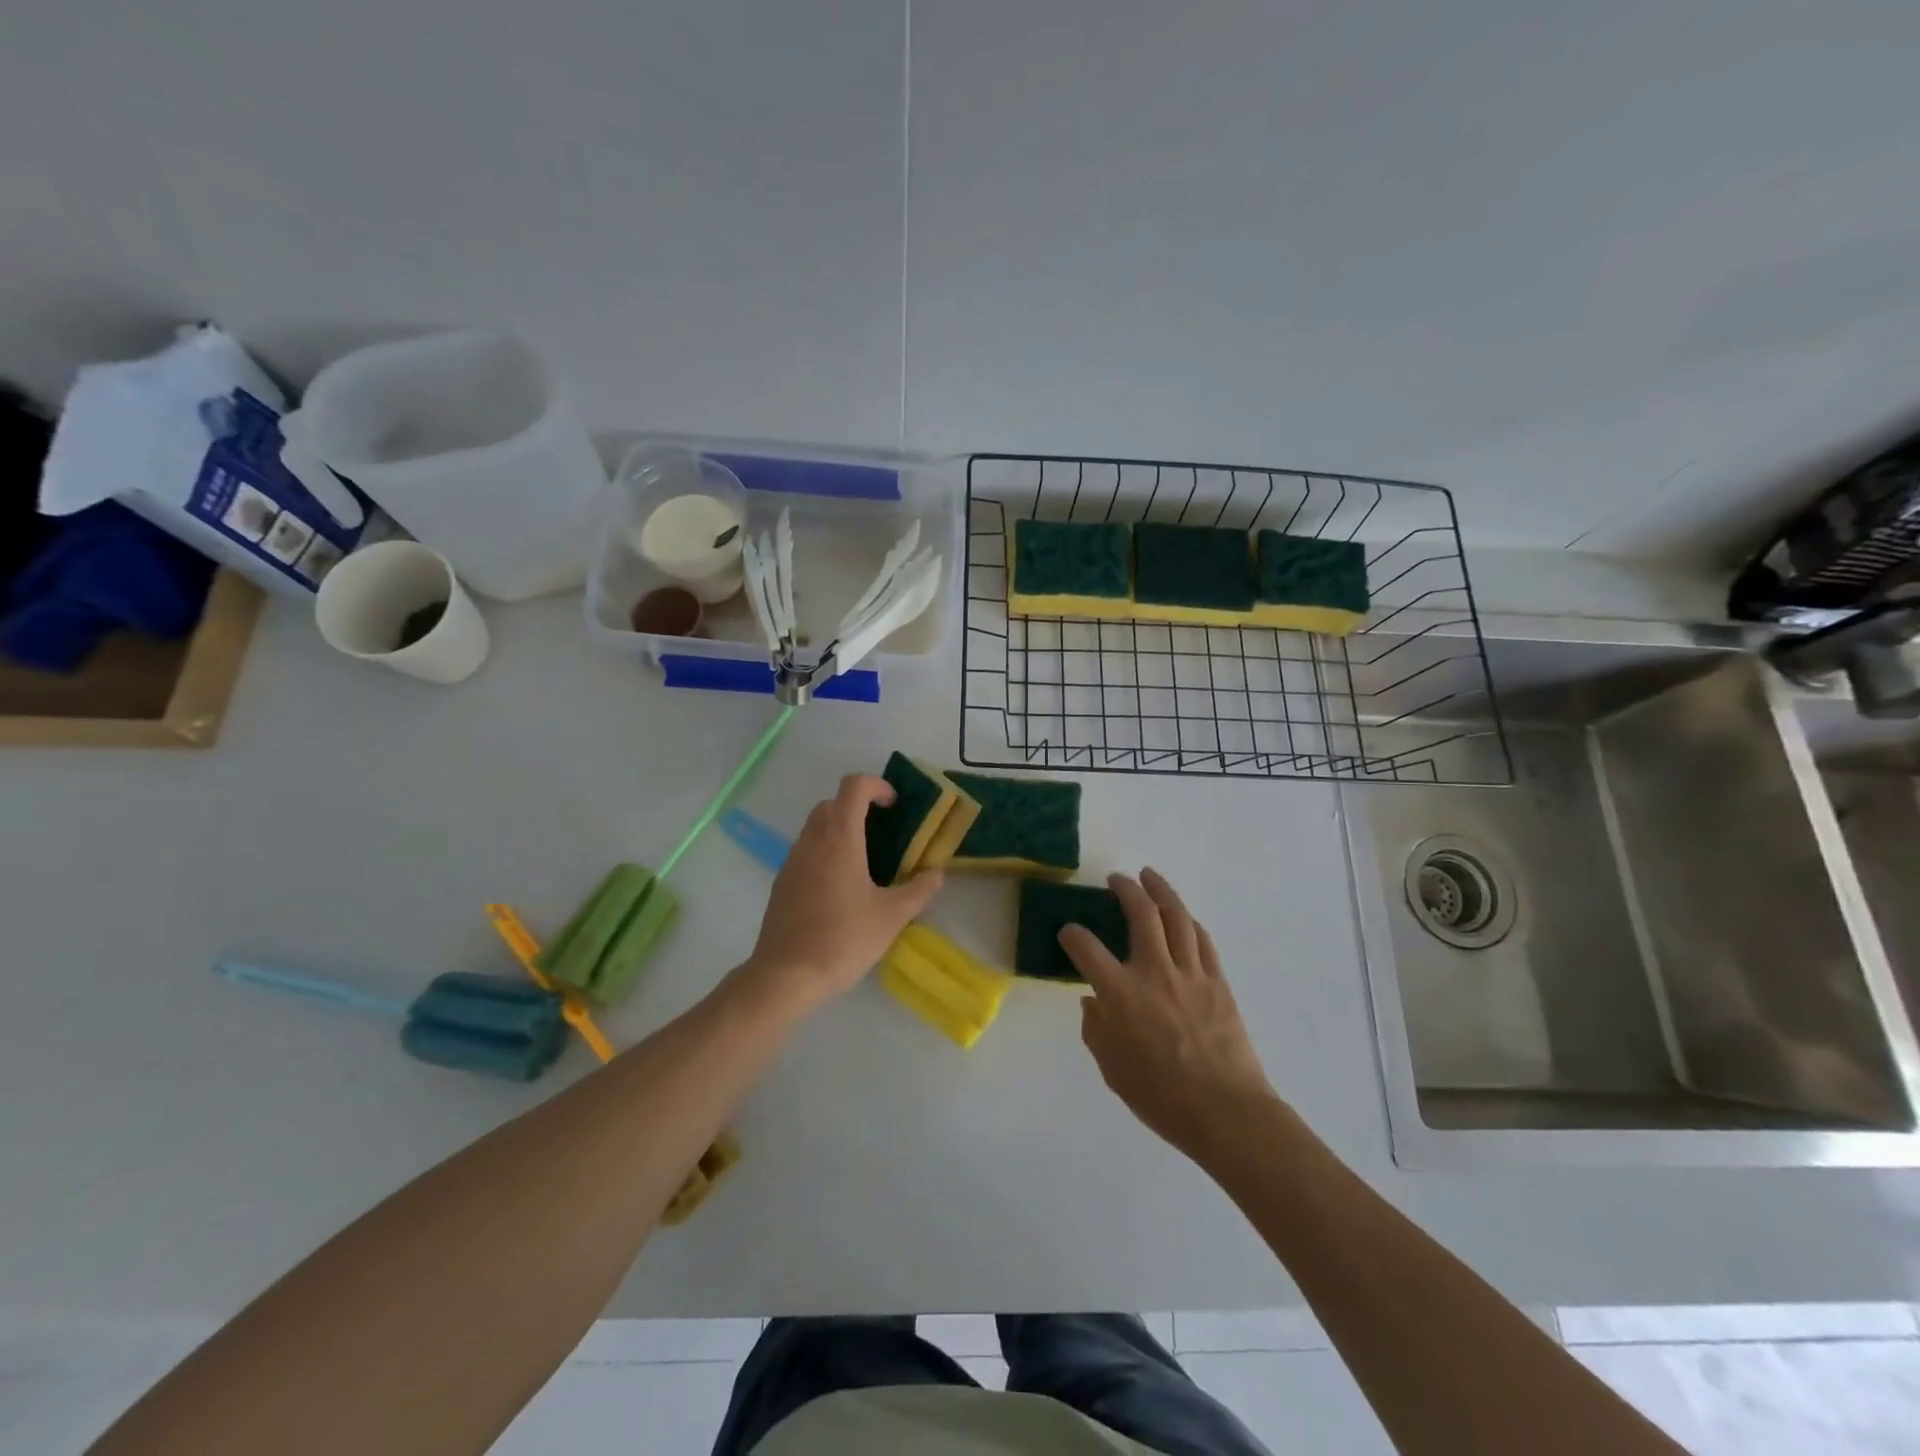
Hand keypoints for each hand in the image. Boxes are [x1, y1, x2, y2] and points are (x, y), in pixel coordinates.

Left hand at [740, 775, 943, 1013]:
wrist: (786, 976)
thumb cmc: (843, 940)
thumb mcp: (891, 917)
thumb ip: (918, 890)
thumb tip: (936, 873)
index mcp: (840, 839)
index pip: (853, 787)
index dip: (876, 785)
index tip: (893, 805)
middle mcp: (812, 841)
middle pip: (832, 803)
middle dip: (858, 807)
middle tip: (883, 832)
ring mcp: (792, 860)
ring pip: (816, 827)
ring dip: (840, 829)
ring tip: (864, 861)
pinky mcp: (782, 882)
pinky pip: (805, 851)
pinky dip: (824, 852)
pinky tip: (840, 888)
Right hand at [1060, 869, 1278, 1159]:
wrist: (1227, 1112)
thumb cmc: (1162, 1097)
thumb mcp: (1112, 1069)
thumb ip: (1096, 1029)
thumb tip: (1093, 1002)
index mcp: (1121, 994)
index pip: (1086, 948)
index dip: (1072, 935)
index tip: (1068, 933)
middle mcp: (1155, 972)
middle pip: (1141, 914)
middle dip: (1125, 890)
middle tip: (1116, 880)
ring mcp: (1191, 973)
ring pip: (1176, 916)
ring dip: (1161, 891)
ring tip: (1149, 877)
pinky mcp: (1218, 981)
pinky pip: (1202, 939)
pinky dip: (1188, 921)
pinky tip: (1182, 917)